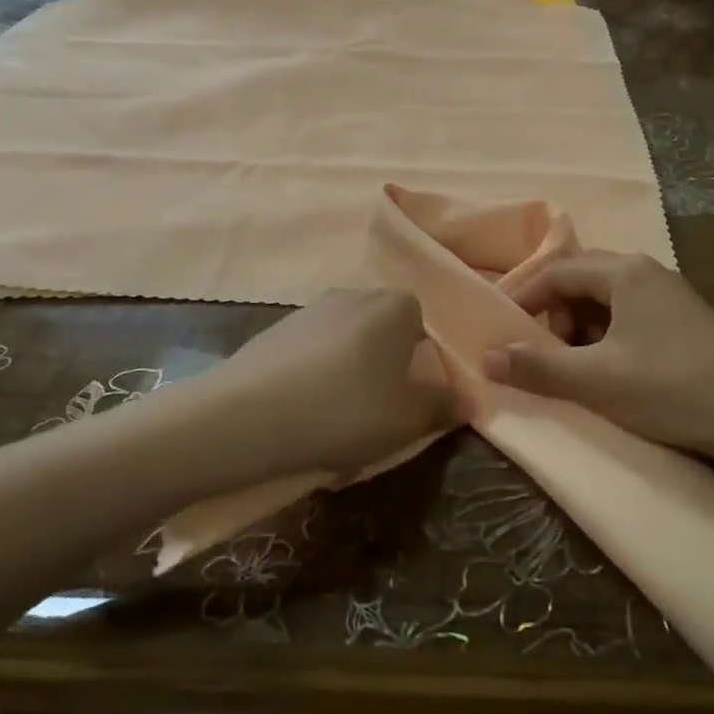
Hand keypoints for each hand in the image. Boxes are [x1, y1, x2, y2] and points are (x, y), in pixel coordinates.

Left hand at [217, 288, 454, 478]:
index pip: (424, 326)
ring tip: (338, 419)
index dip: (423, 364)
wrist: (247, 416)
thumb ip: (443, 405)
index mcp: (395, 305)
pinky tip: (304, 413)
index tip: (413, 400)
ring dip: (350, 373)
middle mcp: (354, 295)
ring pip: (347, 343)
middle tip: (380, 412)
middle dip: (387, 368)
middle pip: (384, 332)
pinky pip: (312, 354)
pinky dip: (316, 377)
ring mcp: (310, 309)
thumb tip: (465, 399)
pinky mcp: (275, 331)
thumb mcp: (409, 419)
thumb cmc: (346, 410)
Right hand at [480, 251, 713, 459]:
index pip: (557, 271)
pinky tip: (611, 365)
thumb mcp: (596, 380)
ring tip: (576, 362)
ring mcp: (671, 293)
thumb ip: (537, 367)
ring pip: (606, 296)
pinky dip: (606, 331)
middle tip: (541, 347)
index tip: (502, 326)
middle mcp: (647, 271)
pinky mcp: (685, 318)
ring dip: (580, 323)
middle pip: (581, 278)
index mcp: (625, 273)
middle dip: (553, 311)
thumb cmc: (669, 388)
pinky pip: (630, 311)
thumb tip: (485, 357)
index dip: (524, 296)